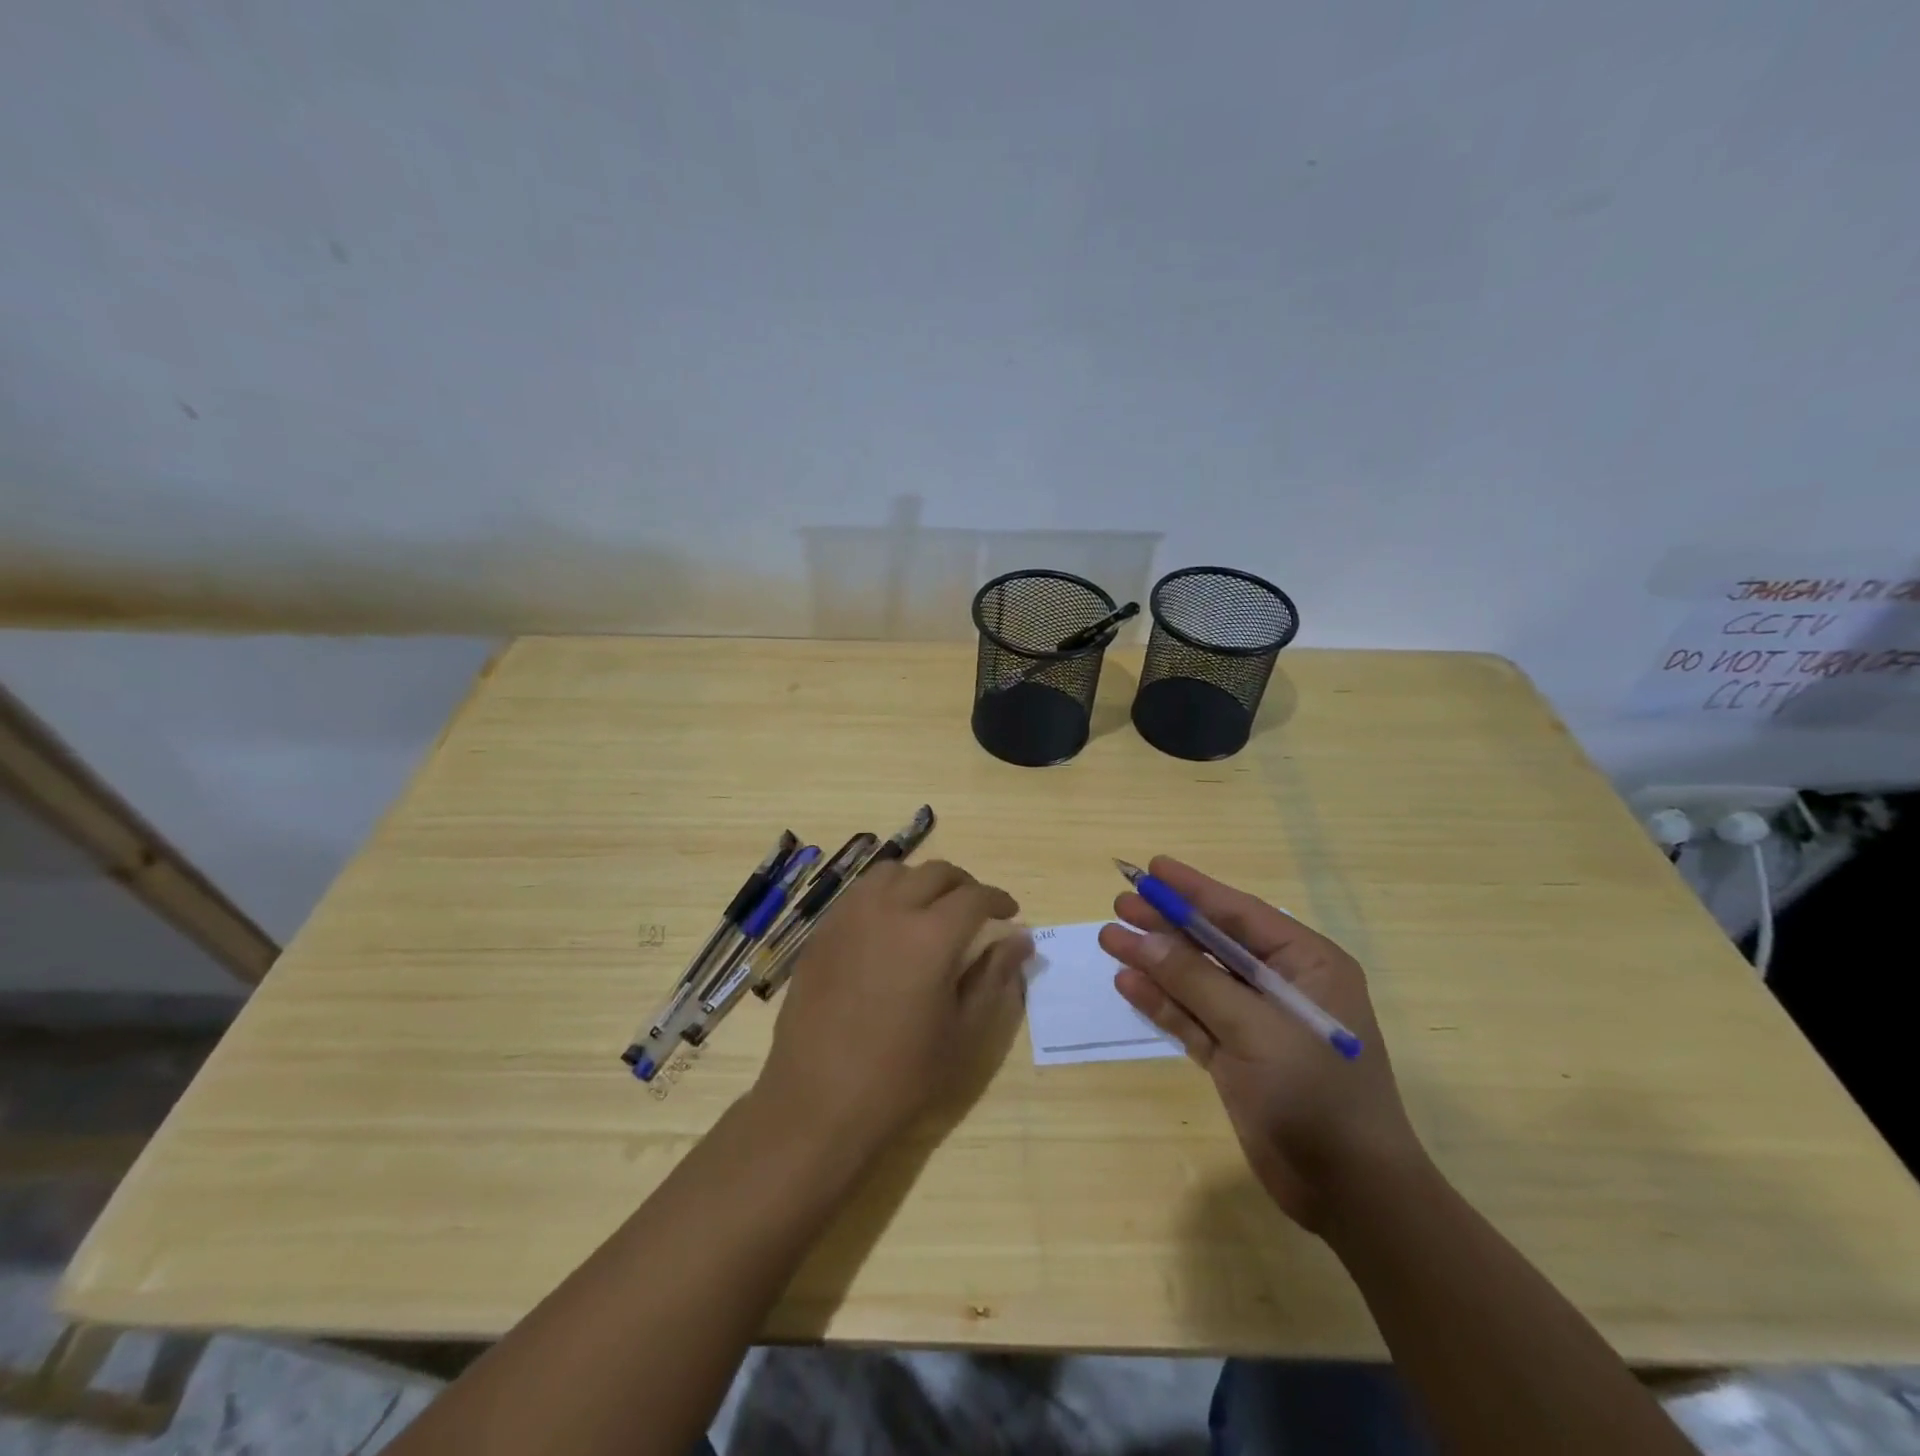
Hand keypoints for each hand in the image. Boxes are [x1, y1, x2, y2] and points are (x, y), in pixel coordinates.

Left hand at [757, 859, 1028, 1163]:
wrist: (818, 1102)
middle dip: (964, 885)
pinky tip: (889, 926)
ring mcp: (849, 917)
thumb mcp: (962, 1032)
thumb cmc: (901, 1076)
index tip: (1010, 913)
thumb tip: (1020, 939)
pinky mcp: (823, 932)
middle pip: (935, 873)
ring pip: (893, 872)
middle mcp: (889, 910)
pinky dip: (885, 894)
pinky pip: (860, 893)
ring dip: (921, 881)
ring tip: (931, 909)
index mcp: (931, 935)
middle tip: (976, 909)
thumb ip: (993, 976)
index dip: (998, 899)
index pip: (974, 896)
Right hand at [1099, 857, 1425, 1231]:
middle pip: (1213, 943)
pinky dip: (1163, 1002)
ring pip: (1197, 980)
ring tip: (1110, 939)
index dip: (1193, 889)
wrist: (1351, 1194)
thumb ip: (1196, 981)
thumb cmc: (1316, 1095)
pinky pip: (1194, 1018)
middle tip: (1120, 903)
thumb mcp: (1256, 1028)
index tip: (1152, 868)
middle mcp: (1283, 986)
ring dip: (1156, 962)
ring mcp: (1258, 1024)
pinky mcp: (1238, 1058)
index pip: (1240, 914)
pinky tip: (1128, 983)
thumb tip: (1143, 940)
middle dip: (1167, 924)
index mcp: (1307, 964)